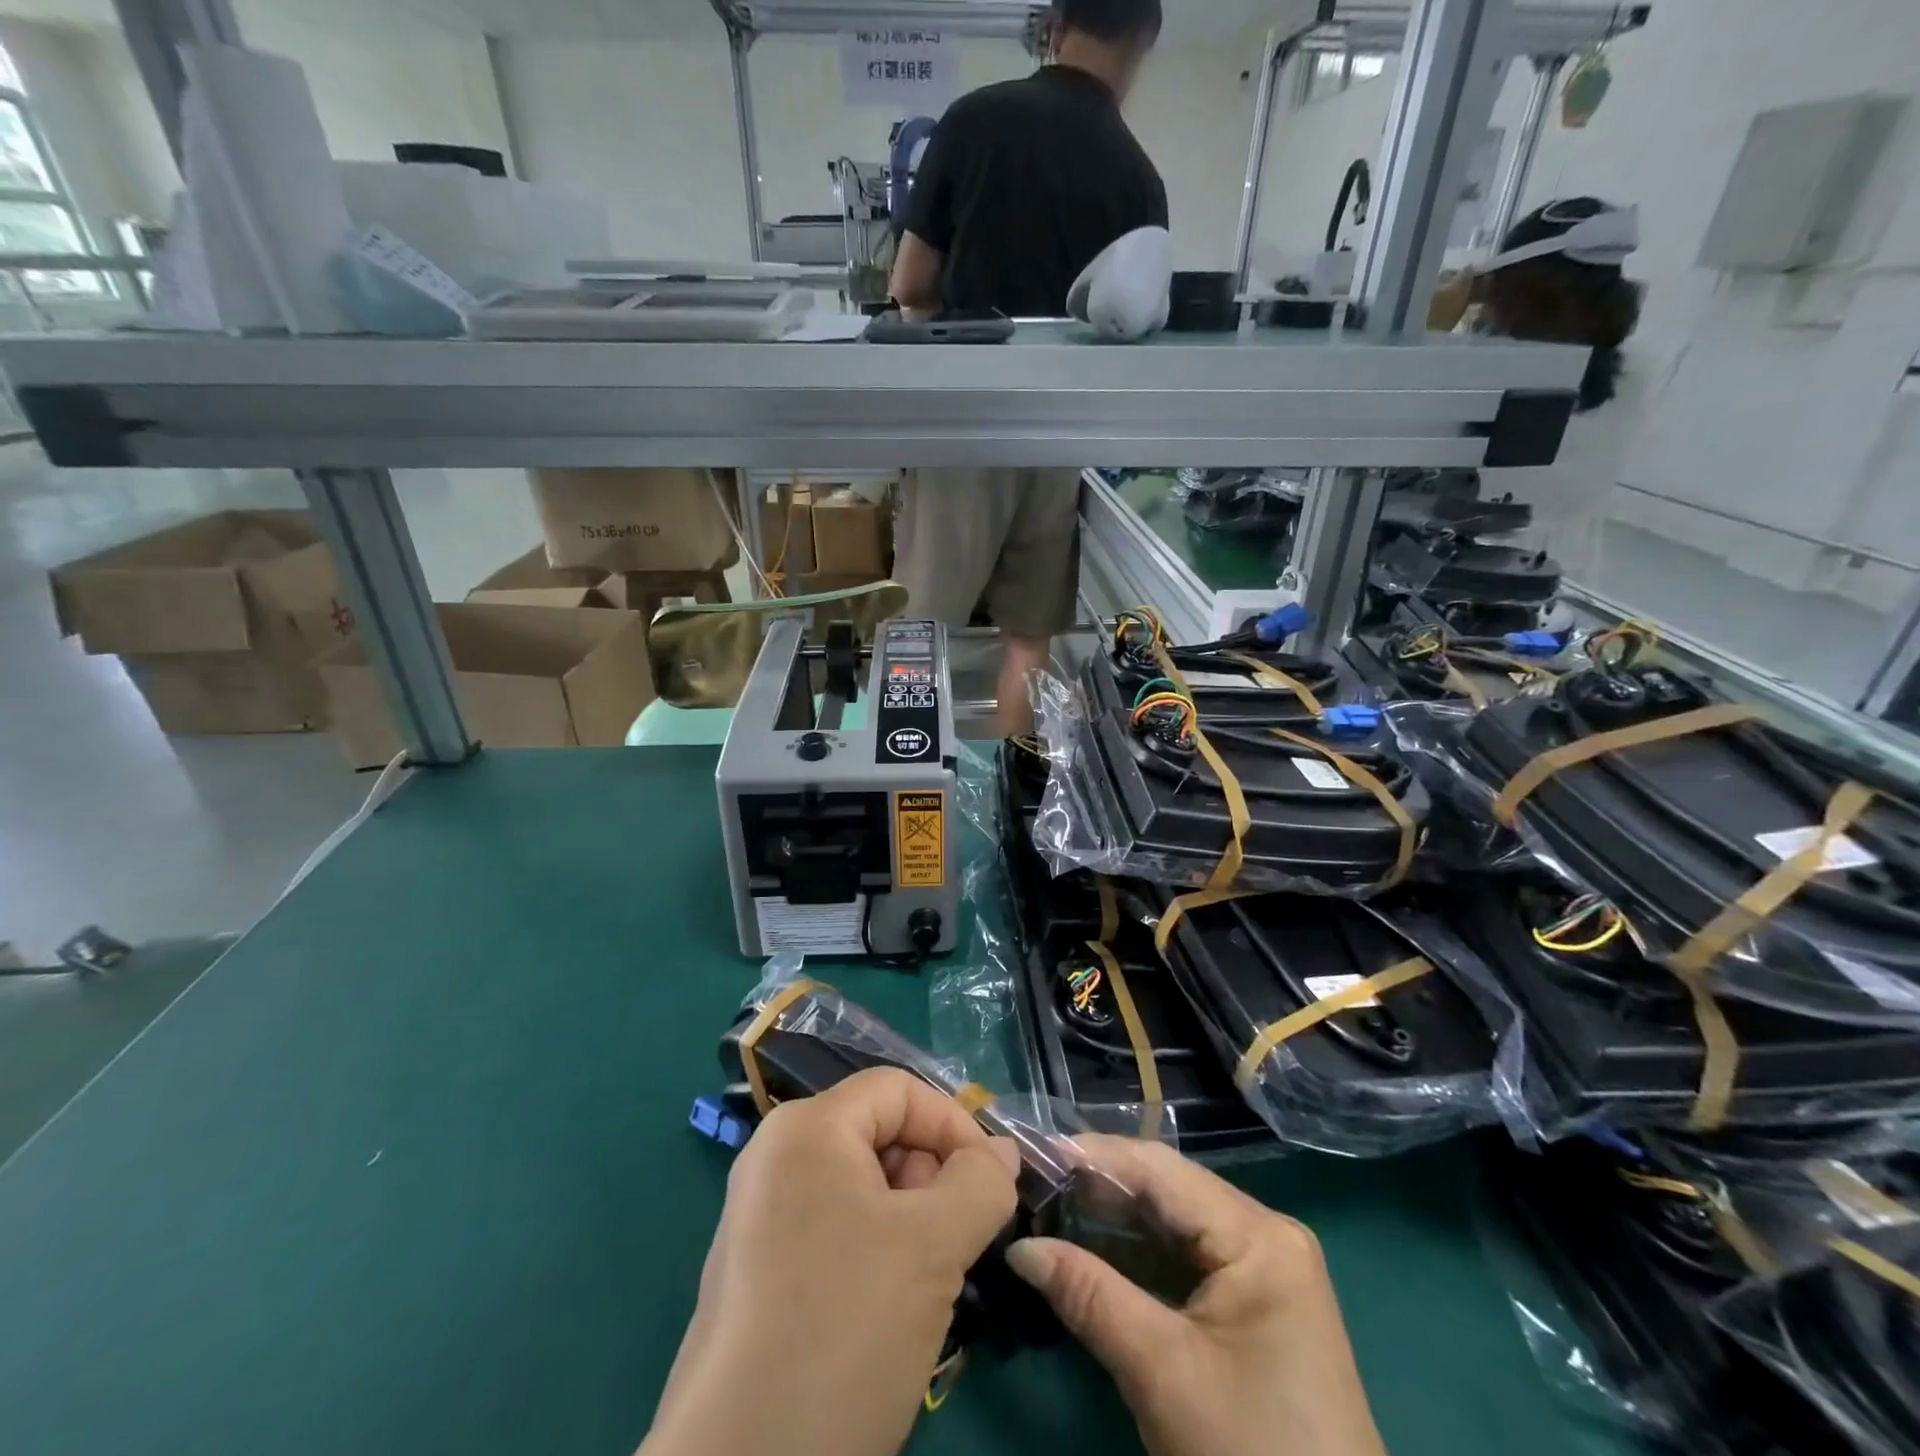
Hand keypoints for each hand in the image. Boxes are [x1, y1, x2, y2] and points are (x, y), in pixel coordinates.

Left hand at [642, 1068, 1019, 1455]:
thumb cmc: (844, 1327)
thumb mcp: (933, 1247)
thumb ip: (981, 1183)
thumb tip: (1003, 1153)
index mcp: (806, 1128)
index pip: (898, 1090)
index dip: (952, 1124)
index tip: (991, 1184)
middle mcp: (776, 1157)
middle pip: (878, 1133)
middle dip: (931, 1176)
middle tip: (957, 1240)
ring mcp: (761, 1216)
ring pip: (862, 1187)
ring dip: (911, 1220)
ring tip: (929, 1281)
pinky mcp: (759, 1271)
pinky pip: (835, 1229)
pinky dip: (877, 1250)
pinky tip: (890, 1310)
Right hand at [1006, 1137, 1385, 1455]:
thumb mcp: (1162, 1372)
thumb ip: (1088, 1296)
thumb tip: (1019, 1248)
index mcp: (1257, 1234)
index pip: (1160, 1170)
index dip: (1094, 1155)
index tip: (1034, 1152)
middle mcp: (1263, 1233)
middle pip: (1167, 1190)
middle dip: (1099, 1185)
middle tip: (1035, 1181)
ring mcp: (1261, 1267)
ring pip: (1173, 1222)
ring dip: (1114, 1218)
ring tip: (1051, 1206)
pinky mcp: (1253, 1302)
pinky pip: (1185, 1257)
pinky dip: (1137, 1254)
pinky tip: (1091, 1249)